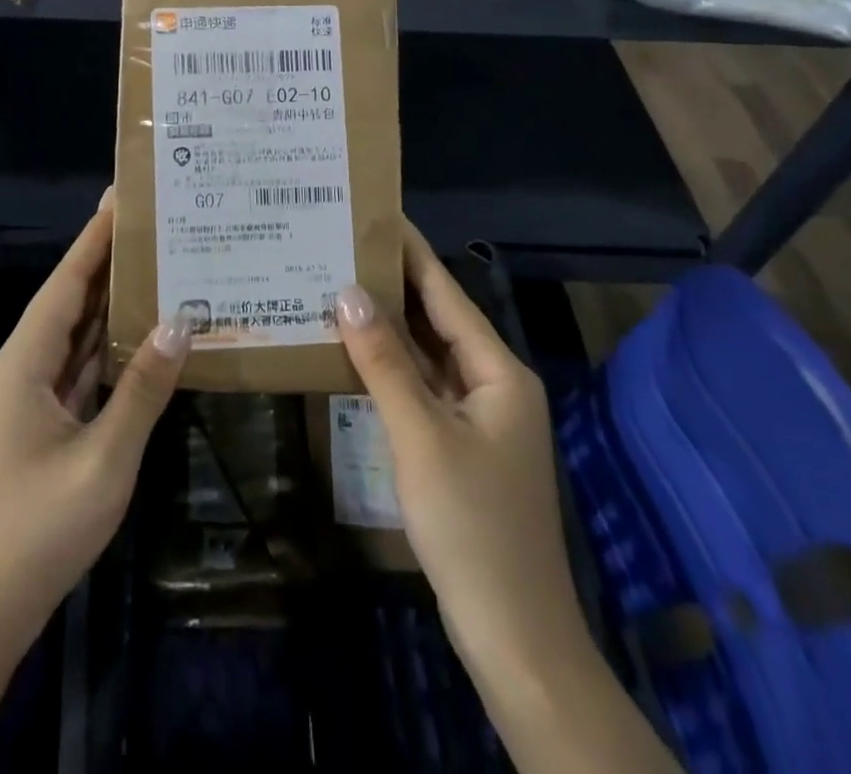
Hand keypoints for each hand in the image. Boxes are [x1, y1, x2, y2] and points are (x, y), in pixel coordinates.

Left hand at [0, 190, 191, 654]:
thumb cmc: (37, 530)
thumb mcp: (103, 459)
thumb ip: (142, 391)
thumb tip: (179, 324)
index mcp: (24, 363)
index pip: (66, 283)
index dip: (93, 239)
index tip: (120, 198)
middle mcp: (22, 368)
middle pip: (70, 301)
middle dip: (106, 262)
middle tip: (150, 224)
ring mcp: (29, 399)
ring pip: (76, 336)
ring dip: (110, 304)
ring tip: (153, 266)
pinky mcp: (41, 425)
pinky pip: (79, 370)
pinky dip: (109, 349)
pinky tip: (141, 335)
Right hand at [333, 220, 584, 672]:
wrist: (513, 637)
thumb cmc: (472, 526)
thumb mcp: (421, 436)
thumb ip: (384, 361)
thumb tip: (348, 292)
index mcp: (498, 371)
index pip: (446, 294)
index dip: (411, 253)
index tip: (376, 214)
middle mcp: (492, 384)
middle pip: (437, 320)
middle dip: (391, 285)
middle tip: (341, 247)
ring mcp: (477, 419)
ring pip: (427, 356)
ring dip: (387, 327)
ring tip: (337, 286)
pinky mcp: (459, 447)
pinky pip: (421, 389)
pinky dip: (390, 368)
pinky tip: (353, 353)